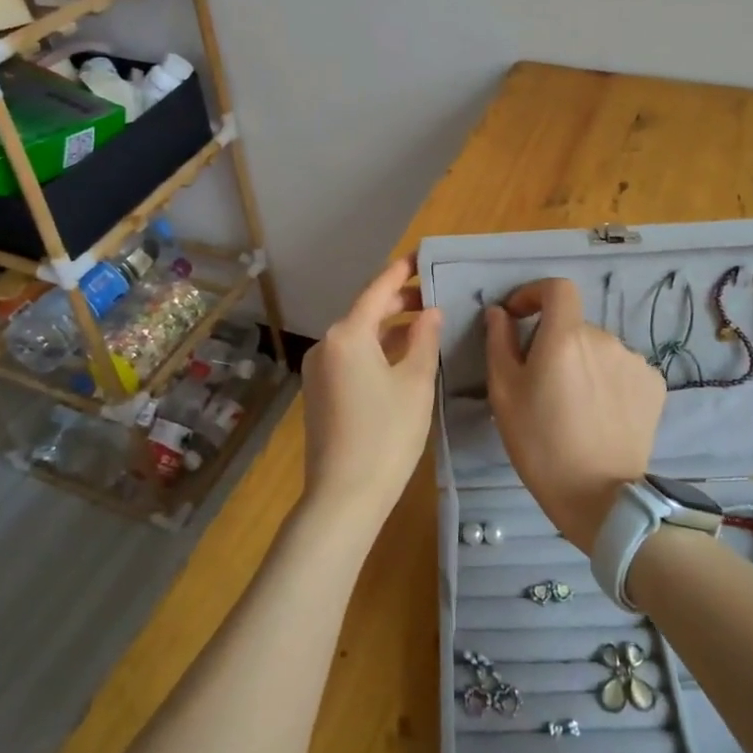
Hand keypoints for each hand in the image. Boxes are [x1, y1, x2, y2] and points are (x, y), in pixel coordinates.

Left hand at [299, 256, 443, 545]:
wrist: (344, 496)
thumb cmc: (387, 435)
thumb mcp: (415, 383)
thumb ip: (424, 340)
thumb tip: (430, 312)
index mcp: (348, 334)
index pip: (377, 290)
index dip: (401, 271)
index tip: (420, 256)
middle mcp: (327, 344)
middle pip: (366, 311)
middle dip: (399, 301)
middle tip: (433, 295)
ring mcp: (319, 370)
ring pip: (359, 336)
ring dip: (389, 328)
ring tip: (424, 325)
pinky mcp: (320, 392)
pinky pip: (351, 357)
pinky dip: (376, 350)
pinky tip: (401, 357)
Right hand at [484, 278, 663, 550]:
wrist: (600, 497)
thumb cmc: (540, 444)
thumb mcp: (504, 393)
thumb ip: (499, 343)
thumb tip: (499, 313)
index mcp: (565, 336)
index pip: (557, 288)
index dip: (535, 293)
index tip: (519, 316)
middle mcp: (604, 338)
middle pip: (574, 326)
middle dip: (555, 343)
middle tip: (541, 383)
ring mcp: (634, 361)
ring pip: (598, 349)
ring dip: (583, 363)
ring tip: (572, 405)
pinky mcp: (654, 385)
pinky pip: (621, 369)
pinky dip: (607, 380)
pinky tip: (600, 414)